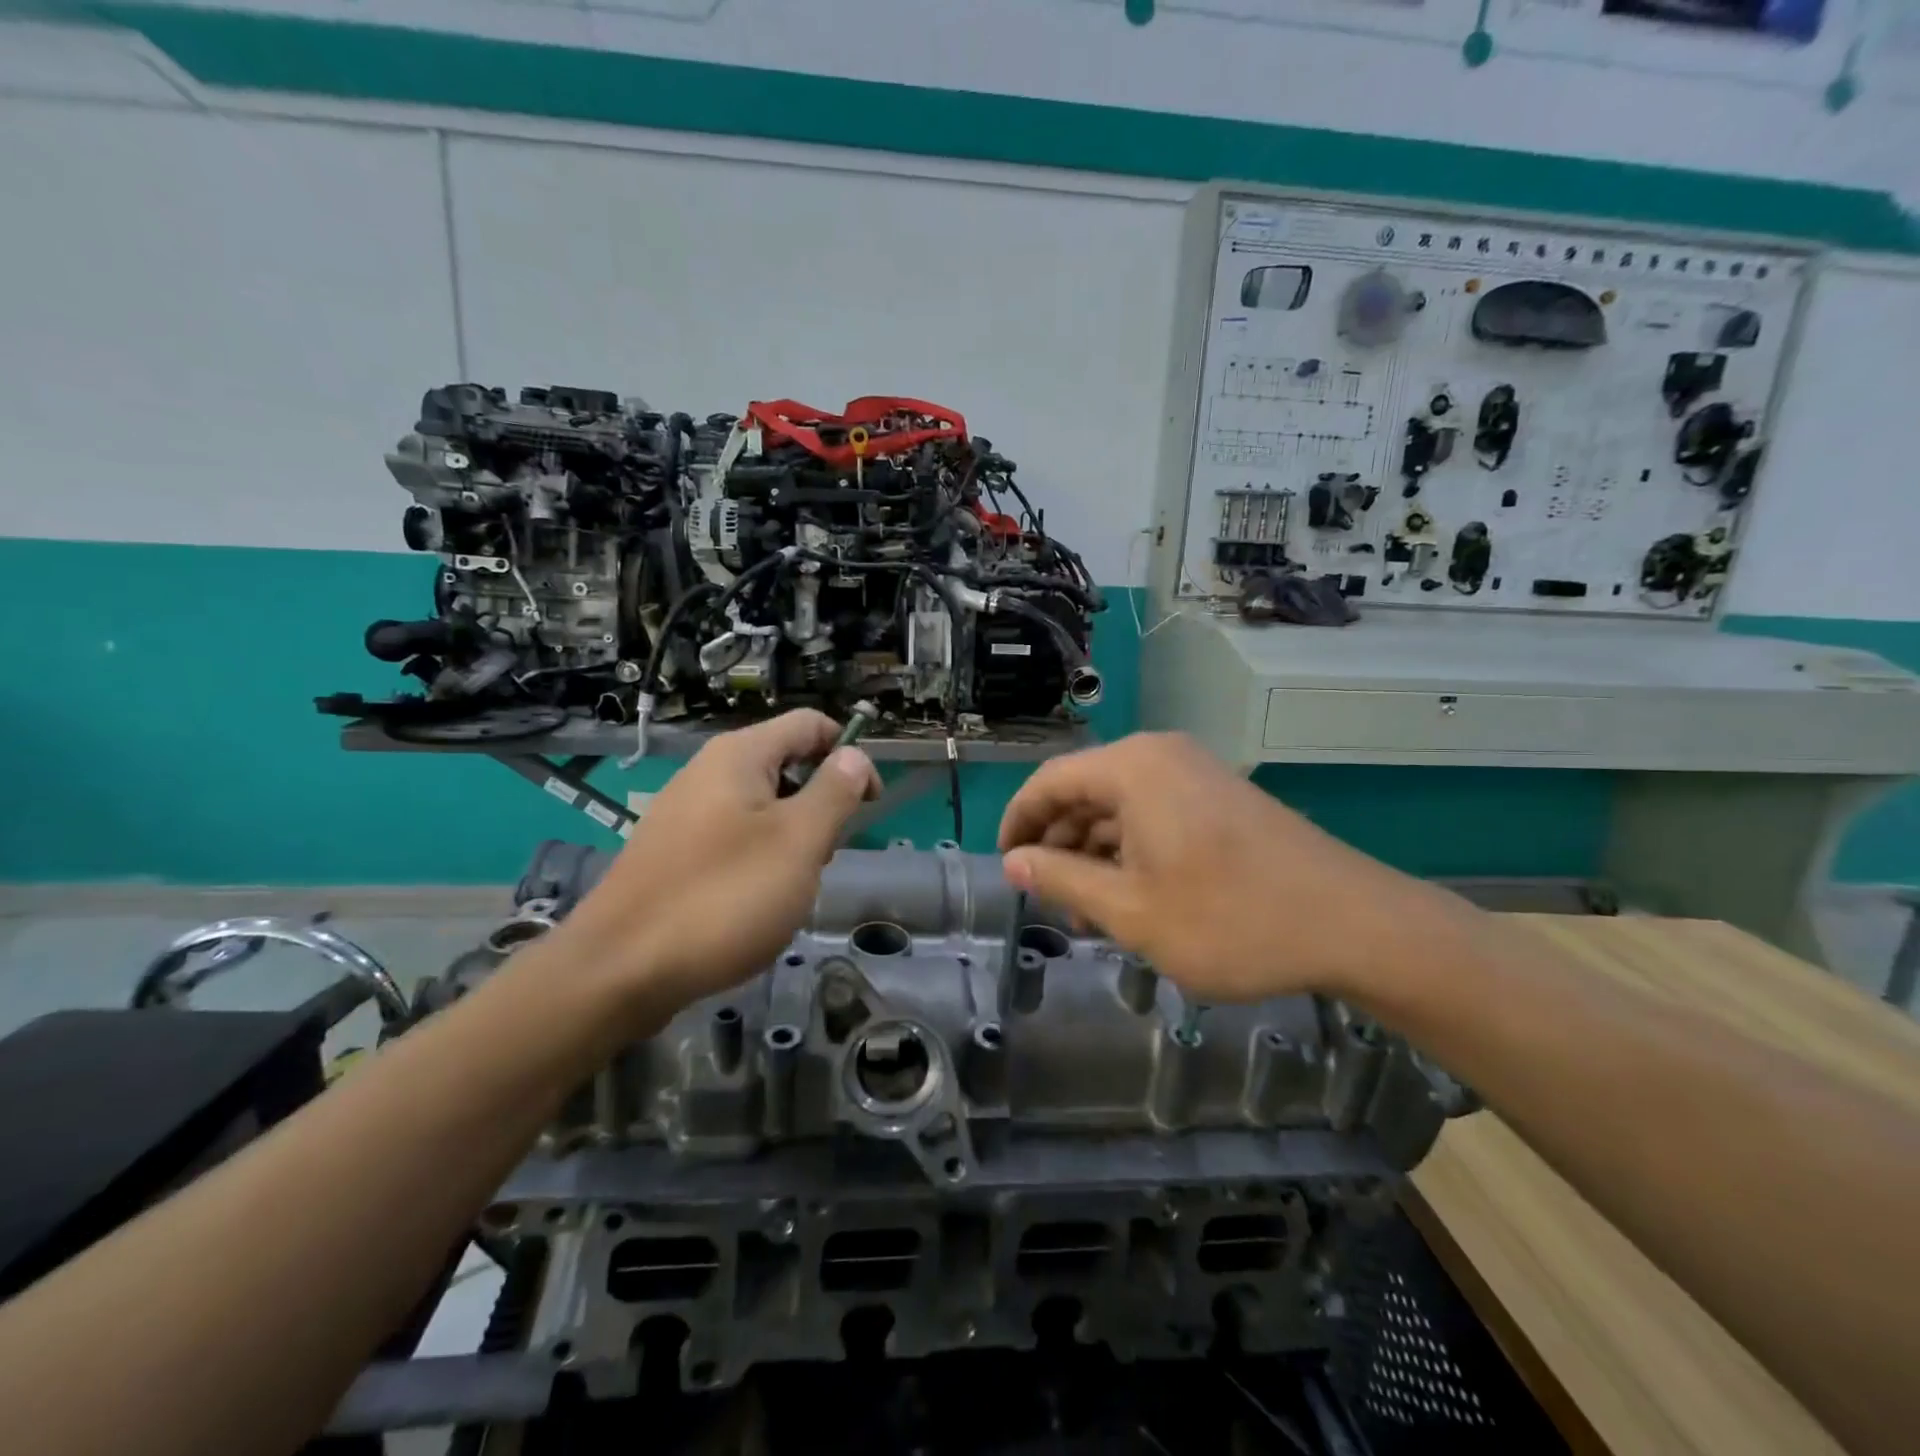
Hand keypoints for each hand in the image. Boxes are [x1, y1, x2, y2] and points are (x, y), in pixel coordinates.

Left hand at [557, 710, 879, 1015]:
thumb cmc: (723, 898)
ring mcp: (685, 812)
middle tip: (822, 856)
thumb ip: (833, 792)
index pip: (810, 725)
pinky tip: (753, 903)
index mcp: (739, 756)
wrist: (619, 970)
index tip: (870, 804)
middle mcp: (708, 772)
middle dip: (819, 803)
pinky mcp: (673, 851)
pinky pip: (733, 837)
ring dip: (791, 837)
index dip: (849, 754)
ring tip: (788, 887)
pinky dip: (758, 858)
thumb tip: (854, 755)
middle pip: (786, 763)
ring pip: (762, 806)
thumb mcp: (798, 842)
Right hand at [997, 733, 1474, 1002]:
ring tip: (1090, 913)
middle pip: (1085, 791)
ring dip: (1095, 855)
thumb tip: (1014, 863)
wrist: (1353, 924)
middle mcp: (1160, 756)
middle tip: (1050, 902)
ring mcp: (1196, 774)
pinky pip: (1155, 814)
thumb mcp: (1130, 910)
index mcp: (1131, 768)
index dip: (1018, 823)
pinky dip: (1132, 852)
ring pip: (1120, 807)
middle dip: (1059, 846)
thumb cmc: (1229, 919)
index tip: (1005, 867)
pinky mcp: (1220, 798)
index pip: (1049, 782)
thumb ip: (1062, 880)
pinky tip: (1133, 898)